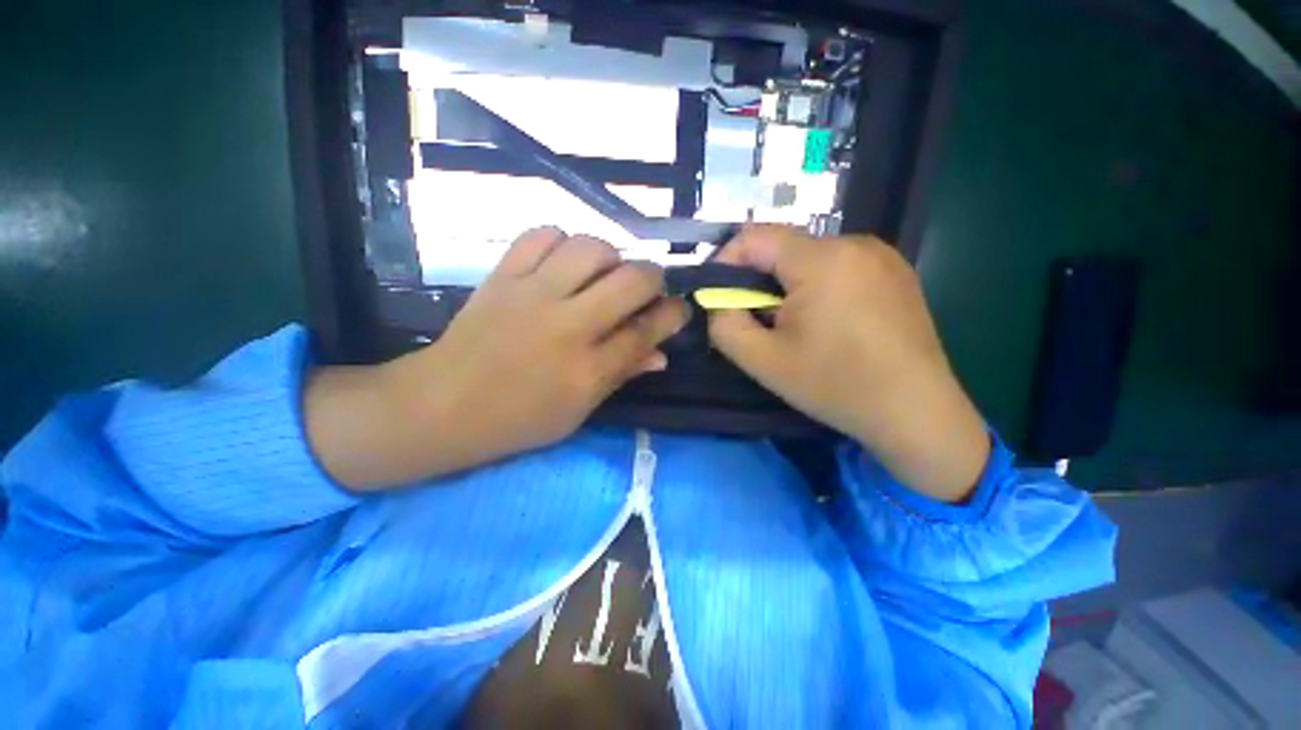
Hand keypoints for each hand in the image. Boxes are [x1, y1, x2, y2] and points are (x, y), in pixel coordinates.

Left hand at [306, 228, 688, 489]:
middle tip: (646, 289)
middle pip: (631, 280)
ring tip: (603, 275)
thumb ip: (622, 375)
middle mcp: (567, 326)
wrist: (442, 405)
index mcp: (588, 370)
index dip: (673, 314)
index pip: (647, 330)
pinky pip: (542, 235)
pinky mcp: (502, 275)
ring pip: (591, 247)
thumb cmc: (518, 419)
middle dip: (653, 278)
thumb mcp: (580, 410)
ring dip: (610, 258)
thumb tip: (660, 354)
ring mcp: (532, 295)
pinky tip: (563, 262)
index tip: (680, 309)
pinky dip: (562, 243)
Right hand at [708, 227, 988, 502]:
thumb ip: (724, 324)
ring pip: (811, 258)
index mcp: (822, 260)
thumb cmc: (836, 385)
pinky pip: (840, 266)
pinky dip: (818, 286)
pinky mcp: (897, 273)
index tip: (718, 293)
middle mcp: (856, 243)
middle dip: (758, 279)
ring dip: (788, 284)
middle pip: (785, 247)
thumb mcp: (763, 361)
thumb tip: (718, 302)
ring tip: (792, 325)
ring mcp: (883, 256)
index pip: (756, 236)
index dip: (726, 260)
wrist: (916, 413)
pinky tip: (827, 323)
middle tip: (755, 318)